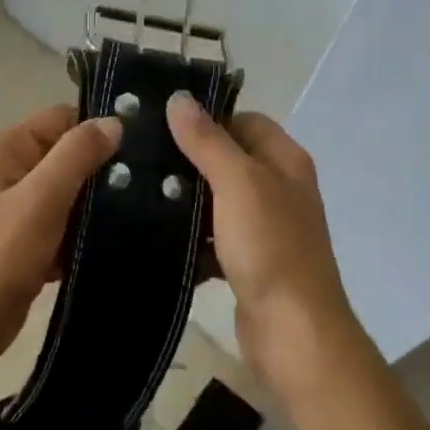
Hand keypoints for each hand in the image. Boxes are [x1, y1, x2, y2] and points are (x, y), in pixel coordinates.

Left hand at [0, 104, 122, 363]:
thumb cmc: (1, 255)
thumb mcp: (43, 199)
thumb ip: (78, 154)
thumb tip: (114, 121)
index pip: (58, 119)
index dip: (94, 133)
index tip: (134, 156)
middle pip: (60, 154)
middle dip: (93, 174)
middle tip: (134, 193)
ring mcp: (3, 202)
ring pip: (60, 190)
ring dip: (85, 207)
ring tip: (123, 220)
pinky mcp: (12, 234)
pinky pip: (52, 219)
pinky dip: (71, 232)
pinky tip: (94, 247)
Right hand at [166, 93, 364, 392]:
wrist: (292, 330)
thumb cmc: (270, 248)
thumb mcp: (238, 184)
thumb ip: (208, 141)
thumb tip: (179, 98)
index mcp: (285, 162)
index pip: (245, 121)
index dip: (208, 118)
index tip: (160, 123)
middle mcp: (279, 189)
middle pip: (230, 160)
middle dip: (189, 160)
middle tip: (140, 159)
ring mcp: (266, 229)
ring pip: (219, 202)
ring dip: (186, 201)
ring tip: (137, 194)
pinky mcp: (249, 262)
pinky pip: (215, 239)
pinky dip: (192, 239)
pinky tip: (156, 238)